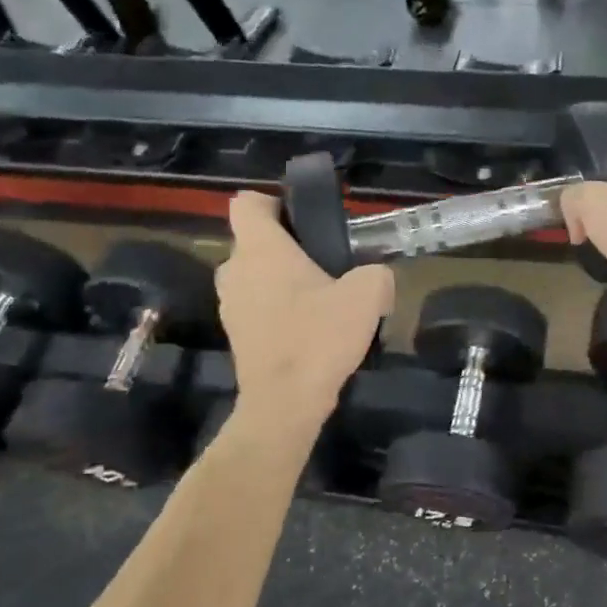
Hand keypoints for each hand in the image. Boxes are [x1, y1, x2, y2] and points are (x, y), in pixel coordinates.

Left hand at [216, 193, 393, 424]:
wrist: (285, 404)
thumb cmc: (318, 338)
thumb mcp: (367, 296)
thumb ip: (376, 273)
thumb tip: (375, 277)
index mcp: (260, 249)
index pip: (247, 203)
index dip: (274, 202)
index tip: (305, 220)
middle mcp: (235, 270)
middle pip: (255, 241)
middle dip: (287, 245)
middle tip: (326, 262)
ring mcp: (230, 304)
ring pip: (256, 275)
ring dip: (282, 279)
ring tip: (321, 297)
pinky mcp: (236, 333)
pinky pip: (257, 305)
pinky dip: (278, 308)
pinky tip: (309, 328)